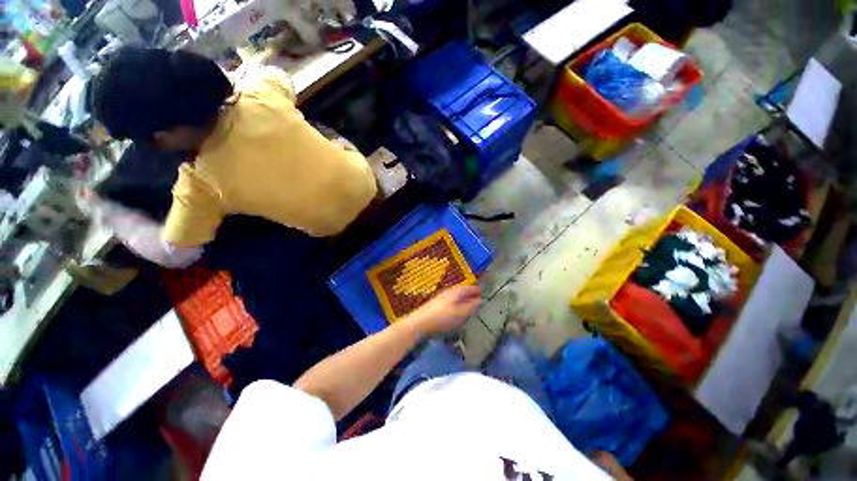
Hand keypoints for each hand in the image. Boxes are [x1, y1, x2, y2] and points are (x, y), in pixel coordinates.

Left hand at [405, 285, 481, 336]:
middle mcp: (449, 291)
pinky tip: (457, 309)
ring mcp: (442, 297)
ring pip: (457, 296)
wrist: (420, 322)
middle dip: (471, 293)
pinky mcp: (437, 304)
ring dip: (464, 298)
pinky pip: (452, 300)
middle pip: (463, 291)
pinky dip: (458, 302)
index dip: (477, 290)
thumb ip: (471, 306)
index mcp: (456, 292)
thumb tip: (480, 300)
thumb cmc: (443, 317)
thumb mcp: (461, 313)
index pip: (470, 288)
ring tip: (470, 304)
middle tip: (479, 298)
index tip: (485, 292)